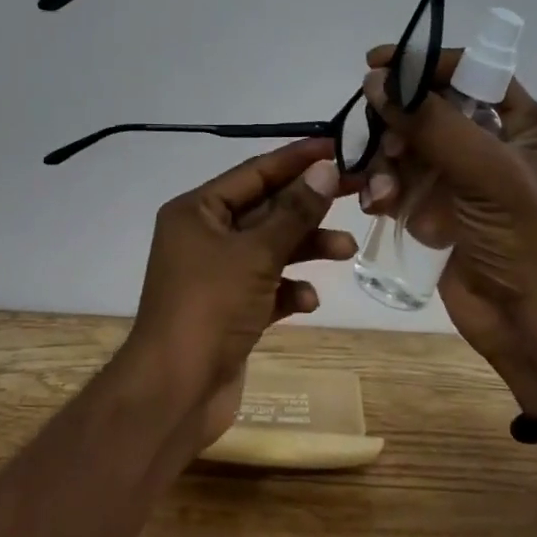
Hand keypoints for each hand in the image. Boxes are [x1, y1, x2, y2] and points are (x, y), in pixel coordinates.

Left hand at [117, 139, 353, 448]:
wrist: (176, 390)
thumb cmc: (210, 307)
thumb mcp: (256, 253)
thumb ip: (294, 212)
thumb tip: (325, 168)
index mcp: (197, 211)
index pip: (253, 173)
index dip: (296, 159)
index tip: (337, 146)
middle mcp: (203, 236)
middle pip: (266, 209)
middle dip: (309, 205)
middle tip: (360, 191)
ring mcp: (216, 274)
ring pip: (270, 249)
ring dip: (306, 247)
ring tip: (348, 249)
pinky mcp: (229, 309)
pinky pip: (266, 287)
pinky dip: (288, 289)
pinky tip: (307, 301)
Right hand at [360, 47, 536, 401]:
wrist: (530, 324)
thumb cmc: (524, 240)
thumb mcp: (487, 173)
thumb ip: (432, 123)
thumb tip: (377, 82)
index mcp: (520, 123)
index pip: (469, 71)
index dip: (423, 63)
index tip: (376, 65)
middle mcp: (488, 143)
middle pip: (426, 109)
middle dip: (397, 126)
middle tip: (384, 147)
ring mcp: (458, 178)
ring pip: (404, 147)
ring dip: (385, 166)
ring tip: (383, 195)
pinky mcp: (433, 209)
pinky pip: (396, 182)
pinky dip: (382, 190)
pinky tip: (378, 208)